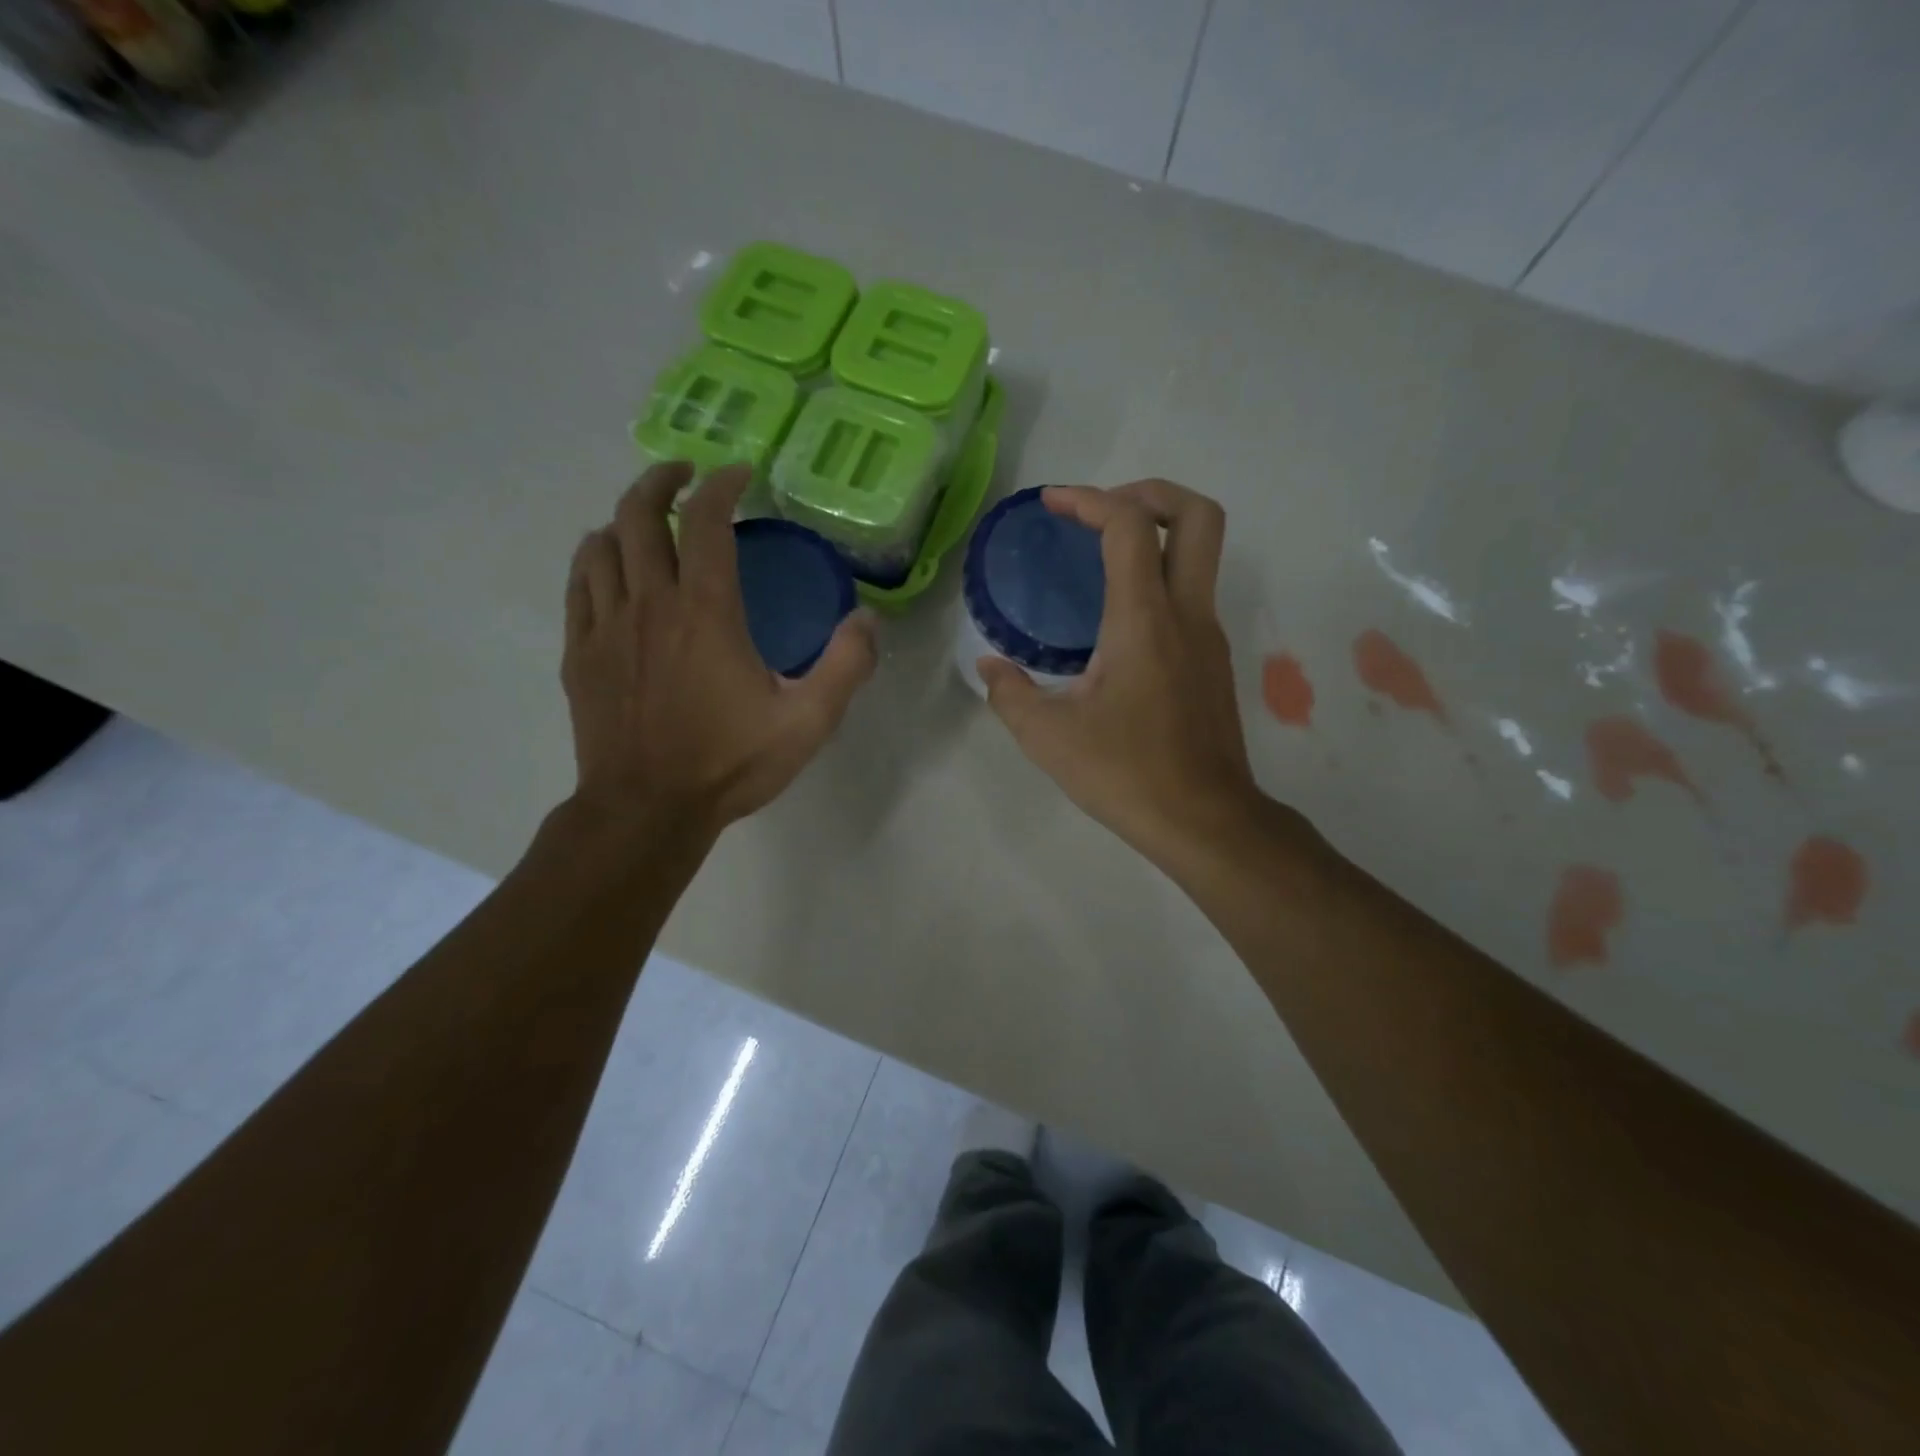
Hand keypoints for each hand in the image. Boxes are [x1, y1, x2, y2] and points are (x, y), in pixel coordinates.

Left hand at [562, 462, 876, 842]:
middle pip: (639, 514)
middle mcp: (650, 604)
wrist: (646, 810)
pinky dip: (594, 559)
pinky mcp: (581, 653)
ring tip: (648, 519)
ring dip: (625, 518)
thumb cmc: (729, 764)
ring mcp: (607, 626)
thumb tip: (868, 619)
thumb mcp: (807, 723)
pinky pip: (579, 584)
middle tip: (685, 476)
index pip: (707, 522)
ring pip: (601, 544)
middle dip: (662, 481)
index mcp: (706, 612)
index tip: (738, 474)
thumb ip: (845, 666)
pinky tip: (609, 565)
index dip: (722, 486)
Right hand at [977, 481, 1263, 862]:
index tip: (1052, 504)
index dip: (1089, 500)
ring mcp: (1208, 636)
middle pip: (1198, 515)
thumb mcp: (1048, 738)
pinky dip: (1160, 577)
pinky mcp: (1213, 661)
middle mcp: (1187, 613)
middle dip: (1151, 493)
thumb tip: (991, 668)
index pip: (1129, 526)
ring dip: (1157, 534)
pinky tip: (1117, 619)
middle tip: (1102, 511)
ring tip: (1101, 557)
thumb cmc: (1126, 774)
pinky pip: (1192, 593)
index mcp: (1144, 620)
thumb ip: (1010, 694)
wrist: (1205, 820)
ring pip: (1202, 553)